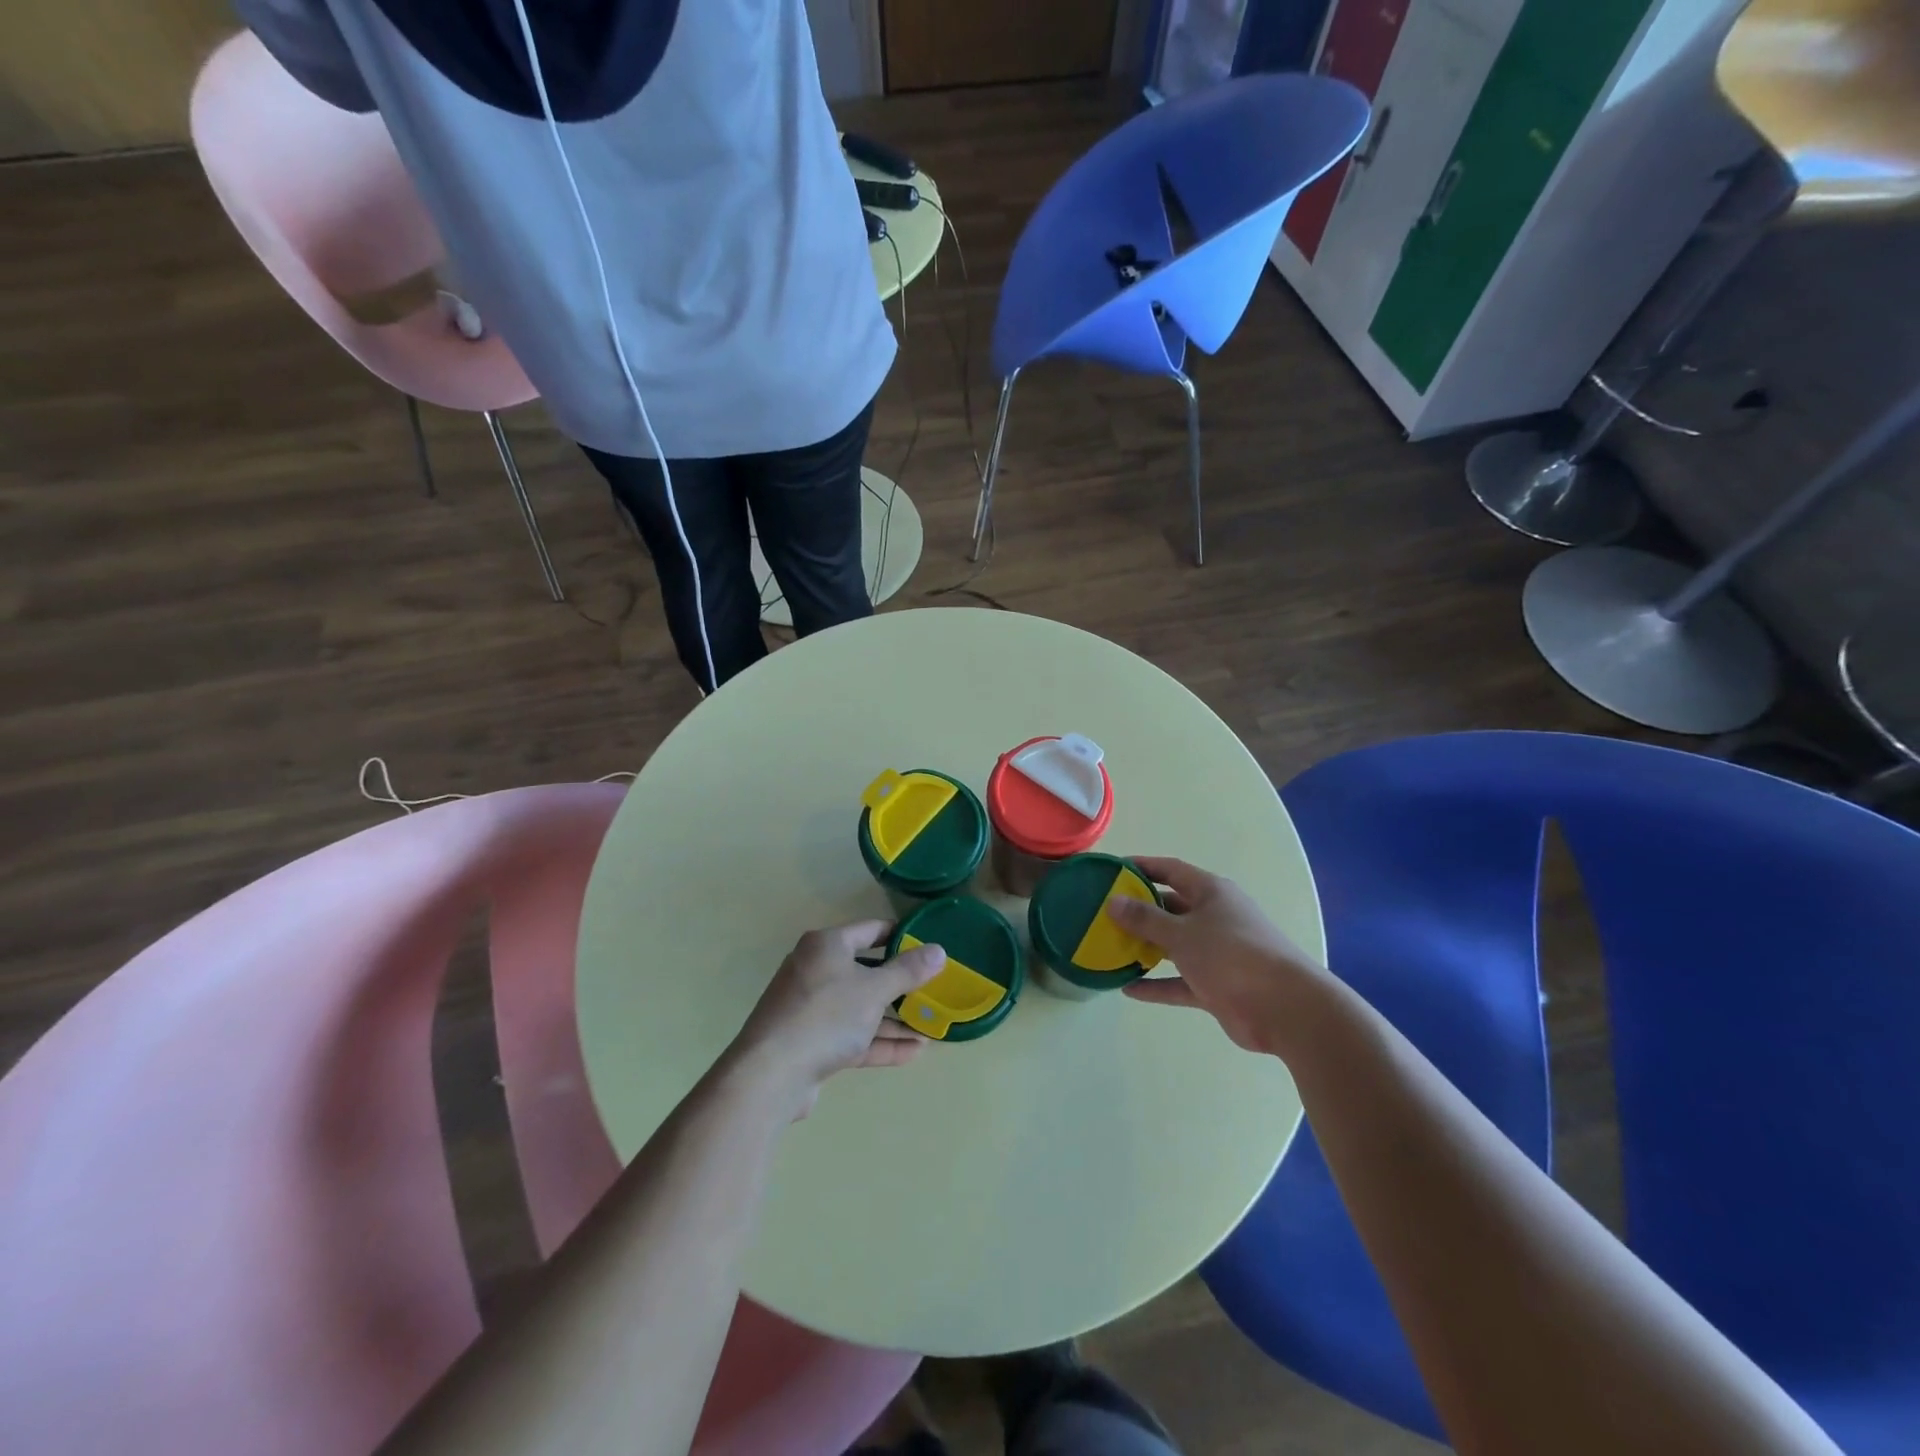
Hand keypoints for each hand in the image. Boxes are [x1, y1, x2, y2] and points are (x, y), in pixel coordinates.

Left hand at [727, 921, 946, 1118]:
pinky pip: (851, 1036)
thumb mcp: (874, 990)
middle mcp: (815, 970)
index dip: (900, 936)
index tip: (928, 945)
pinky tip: (913, 1052)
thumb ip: (908, 971)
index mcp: (826, 946)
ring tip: (930, 1028)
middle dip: (899, 985)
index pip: (870, 930)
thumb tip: (938, 950)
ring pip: (859, 1008)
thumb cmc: (826, 1016)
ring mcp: (810, 1009)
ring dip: (893, 1019)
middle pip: (865, 971)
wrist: (770, 1075)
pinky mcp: (810, 1043)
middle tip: (932, 990)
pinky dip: (878, 1041)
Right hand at [1110, 857, 1329, 1055]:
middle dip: (1139, 910)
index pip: (1170, 870)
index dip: (1141, 867)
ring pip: (1174, 945)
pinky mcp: (1216, 986)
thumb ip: (1145, 919)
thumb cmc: (1232, 955)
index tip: (1111, 870)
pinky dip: (1157, 985)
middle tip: (1103, 913)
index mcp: (1211, 893)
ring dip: (1145, 947)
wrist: (1285, 1008)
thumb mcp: (1182, 933)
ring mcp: (1217, 952)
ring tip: (1110, 948)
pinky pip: (1179, 981)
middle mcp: (1214, 917)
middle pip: (1170, 907)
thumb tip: (1113, 902)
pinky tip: (1128, 989)